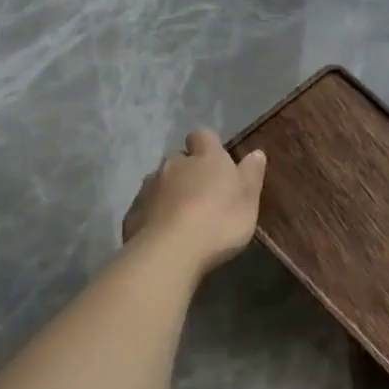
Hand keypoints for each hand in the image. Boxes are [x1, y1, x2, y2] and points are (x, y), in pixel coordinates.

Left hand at [122, 129, 266, 275]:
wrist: (171, 251)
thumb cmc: (220, 221)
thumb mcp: (249, 199)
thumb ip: (251, 174)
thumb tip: (256, 153)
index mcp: (206, 157)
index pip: (203, 136)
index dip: (208, 146)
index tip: (216, 162)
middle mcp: (174, 164)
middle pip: (179, 159)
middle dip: (188, 171)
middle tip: (201, 194)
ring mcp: (149, 187)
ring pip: (160, 182)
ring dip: (170, 192)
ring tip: (182, 216)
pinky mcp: (133, 211)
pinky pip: (146, 206)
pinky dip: (154, 214)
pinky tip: (164, 233)